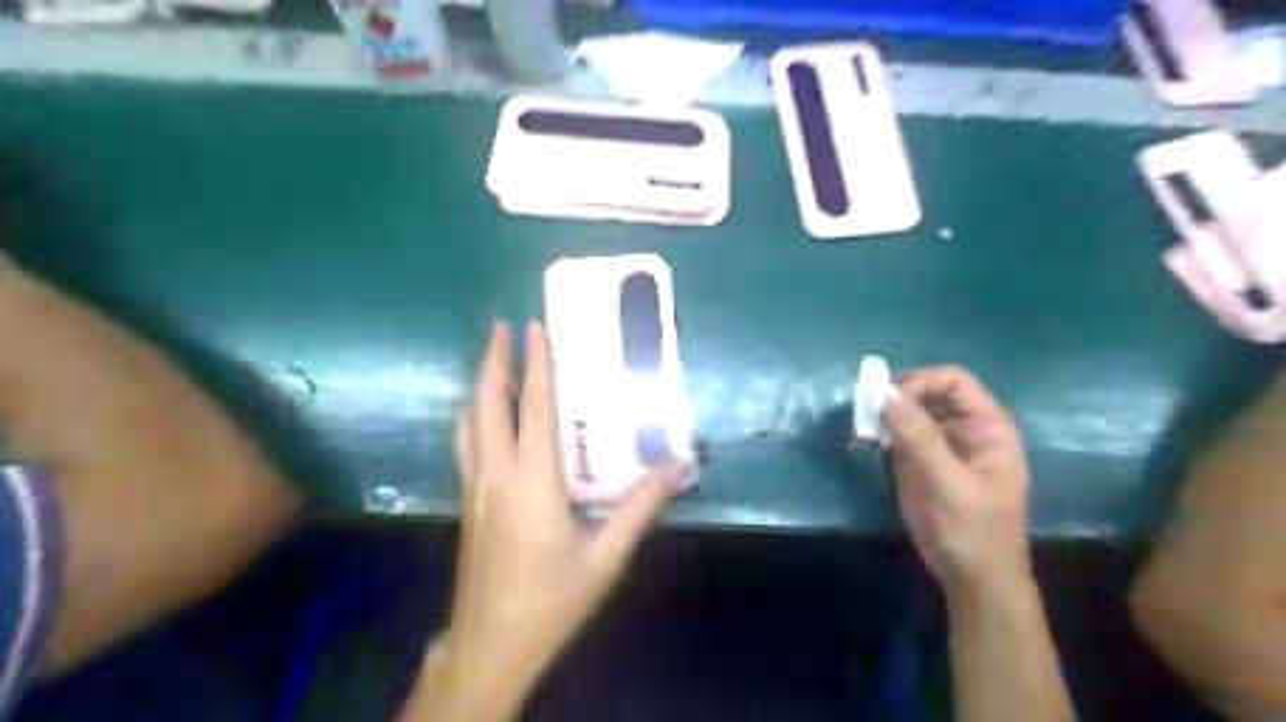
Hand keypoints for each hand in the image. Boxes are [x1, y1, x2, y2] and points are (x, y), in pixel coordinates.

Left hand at [424, 324, 694, 718]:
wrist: (491, 646)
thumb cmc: (552, 599)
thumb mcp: (606, 555)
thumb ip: (641, 506)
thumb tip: (680, 468)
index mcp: (532, 480)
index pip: (533, 408)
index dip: (535, 364)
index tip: (533, 327)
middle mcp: (496, 474)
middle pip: (487, 405)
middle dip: (494, 361)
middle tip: (504, 328)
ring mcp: (475, 489)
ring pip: (468, 424)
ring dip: (480, 387)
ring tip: (492, 364)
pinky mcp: (468, 504)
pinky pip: (466, 445)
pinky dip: (475, 417)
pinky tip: (485, 421)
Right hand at [880, 370, 1030, 595]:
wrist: (973, 580)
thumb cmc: (971, 531)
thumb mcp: (946, 482)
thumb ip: (917, 436)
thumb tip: (882, 392)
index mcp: (988, 427)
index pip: (953, 380)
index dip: (919, 383)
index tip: (886, 402)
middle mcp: (967, 428)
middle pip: (929, 392)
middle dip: (898, 397)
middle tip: (866, 411)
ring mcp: (944, 444)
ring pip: (912, 411)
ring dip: (886, 414)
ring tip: (864, 427)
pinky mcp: (923, 461)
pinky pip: (901, 433)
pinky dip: (883, 432)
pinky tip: (868, 442)